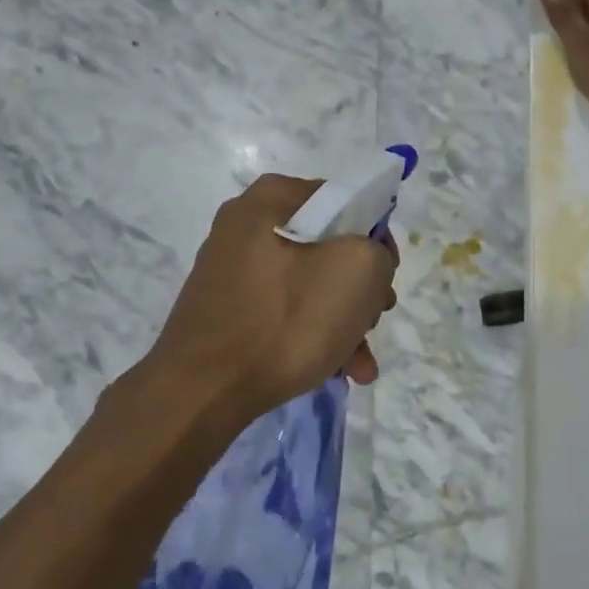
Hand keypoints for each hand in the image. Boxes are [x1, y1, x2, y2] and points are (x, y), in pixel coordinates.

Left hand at [150, 174, 397, 420]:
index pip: (346, 200)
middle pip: (328, 247)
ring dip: (343, 321)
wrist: (202, 390)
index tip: (386, 278)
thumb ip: (377, 251)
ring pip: (309, 285)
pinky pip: (284, 311)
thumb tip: (367, 262)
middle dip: (361, 289)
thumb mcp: (358, 271)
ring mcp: (233, 269)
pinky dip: (312, 334)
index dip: (377, 237)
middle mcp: (246, 225)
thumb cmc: (285, 320)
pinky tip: (336, 370)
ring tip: (360, 365)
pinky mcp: (227, 309)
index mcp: (272, 198)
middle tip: (375, 320)